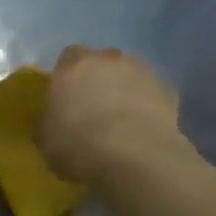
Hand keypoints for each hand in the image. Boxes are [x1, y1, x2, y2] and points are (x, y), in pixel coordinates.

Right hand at [39, 46, 190, 186]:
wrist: (135, 156)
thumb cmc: (80, 145)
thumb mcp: (47, 140)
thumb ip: (48, 123)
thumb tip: (51, 122)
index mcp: (74, 65)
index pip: (68, 58)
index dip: (67, 78)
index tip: (67, 99)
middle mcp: (108, 59)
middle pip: (102, 63)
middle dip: (98, 80)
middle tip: (94, 110)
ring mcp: (142, 71)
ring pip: (130, 75)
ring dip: (125, 91)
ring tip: (122, 122)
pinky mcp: (168, 90)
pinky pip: (153, 95)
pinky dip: (149, 107)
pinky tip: (144, 130)